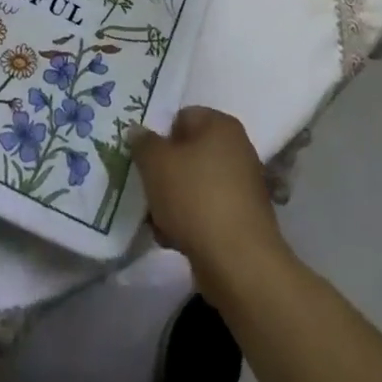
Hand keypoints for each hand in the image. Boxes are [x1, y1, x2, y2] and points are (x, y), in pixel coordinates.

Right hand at [132, 106, 286, 291]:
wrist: (239, 263)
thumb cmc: (195, 198)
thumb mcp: (156, 163)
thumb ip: (143, 143)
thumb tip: (137, 131)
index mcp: (221, 125)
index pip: (182, 118)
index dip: (160, 138)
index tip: (146, 162)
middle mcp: (237, 149)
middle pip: (188, 153)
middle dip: (165, 173)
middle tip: (148, 191)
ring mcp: (243, 187)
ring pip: (195, 185)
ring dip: (173, 200)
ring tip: (157, 221)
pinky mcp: (244, 220)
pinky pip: (208, 211)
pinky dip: (191, 222)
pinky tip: (174, 239)